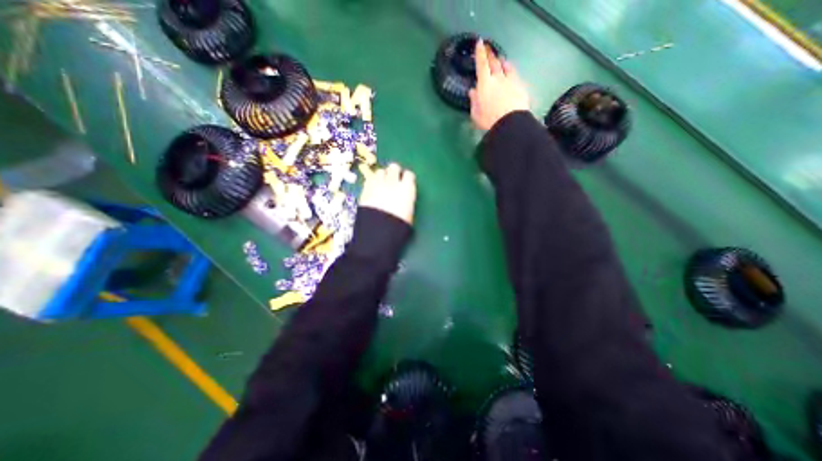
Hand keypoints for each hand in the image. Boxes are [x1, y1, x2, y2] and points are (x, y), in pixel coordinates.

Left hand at [361, 164, 416, 225]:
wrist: (378, 231)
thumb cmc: (398, 225)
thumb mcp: (409, 214)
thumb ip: (407, 202)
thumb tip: (405, 199)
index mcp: (407, 189)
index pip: (409, 174)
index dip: (407, 178)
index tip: (406, 182)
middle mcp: (393, 183)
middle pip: (394, 167)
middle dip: (394, 172)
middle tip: (393, 179)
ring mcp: (378, 184)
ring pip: (380, 171)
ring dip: (382, 176)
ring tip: (382, 184)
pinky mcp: (365, 189)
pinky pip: (369, 179)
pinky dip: (372, 182)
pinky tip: (372, 189)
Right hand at [472, 38, 529, 131]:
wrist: (510, 123)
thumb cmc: (489, 120)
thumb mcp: (476, 114)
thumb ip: (474, 101)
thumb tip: (472, 91)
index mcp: (485, 84)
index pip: (482, 64)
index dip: (480, 53)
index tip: (479, 43)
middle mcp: (498, 78)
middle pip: (494, 62)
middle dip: (490, 55)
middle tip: (488, 49)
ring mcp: (510, 80)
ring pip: (506, 66)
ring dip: (502, 61)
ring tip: (501, 59)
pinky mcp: (520, 85)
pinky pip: (514, 73)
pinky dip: (511, 70)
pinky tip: (511, 70)